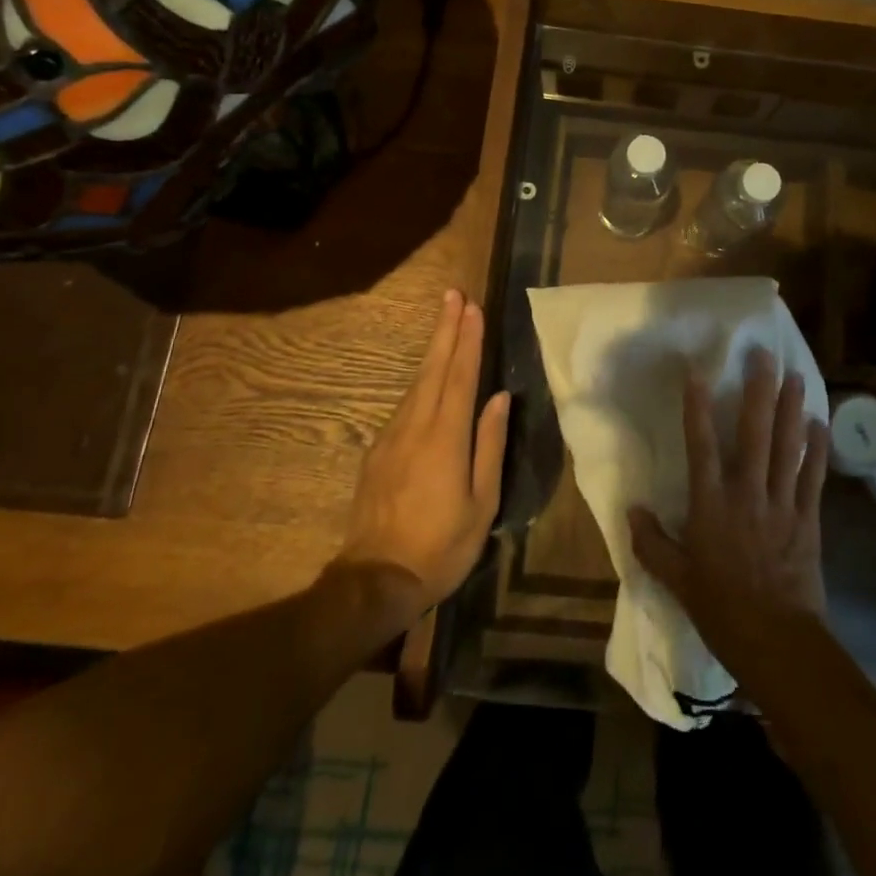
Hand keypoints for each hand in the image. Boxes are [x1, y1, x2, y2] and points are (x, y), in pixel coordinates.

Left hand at [335, 290, 510, 627]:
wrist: (375, 580)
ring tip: (445, 321)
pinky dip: (421, 381)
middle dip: (445, 329)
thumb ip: (490, 445)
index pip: (460, 376)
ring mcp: (392, 437)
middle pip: (433, 368)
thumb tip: (500, 398)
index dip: (468, 340)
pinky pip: (405, 405)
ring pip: (416, 383)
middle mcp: (416, 427)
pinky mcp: (378, 451)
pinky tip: (429, 377)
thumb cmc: (441, 546)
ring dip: (433, 349)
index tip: (472, 307)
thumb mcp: (482, 503)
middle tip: (453, 295)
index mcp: (445, 438)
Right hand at [629, 350, 829, 672]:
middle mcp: (747, 494)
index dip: (698, 407)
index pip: (702, 446)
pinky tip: (819, 423)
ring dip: (791, 409)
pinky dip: (816, 449)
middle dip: (759, 392)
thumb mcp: (677, 581)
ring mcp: (781, 504)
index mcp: (711, 506)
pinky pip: (813, 476)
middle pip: (753, 434)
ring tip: (795, 376)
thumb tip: (632, 511)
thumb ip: (652, 544)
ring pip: (787, 447)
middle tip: (764, 356)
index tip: (699, 371)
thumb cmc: (722, 611)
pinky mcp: (807, 519)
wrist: (778, 643)